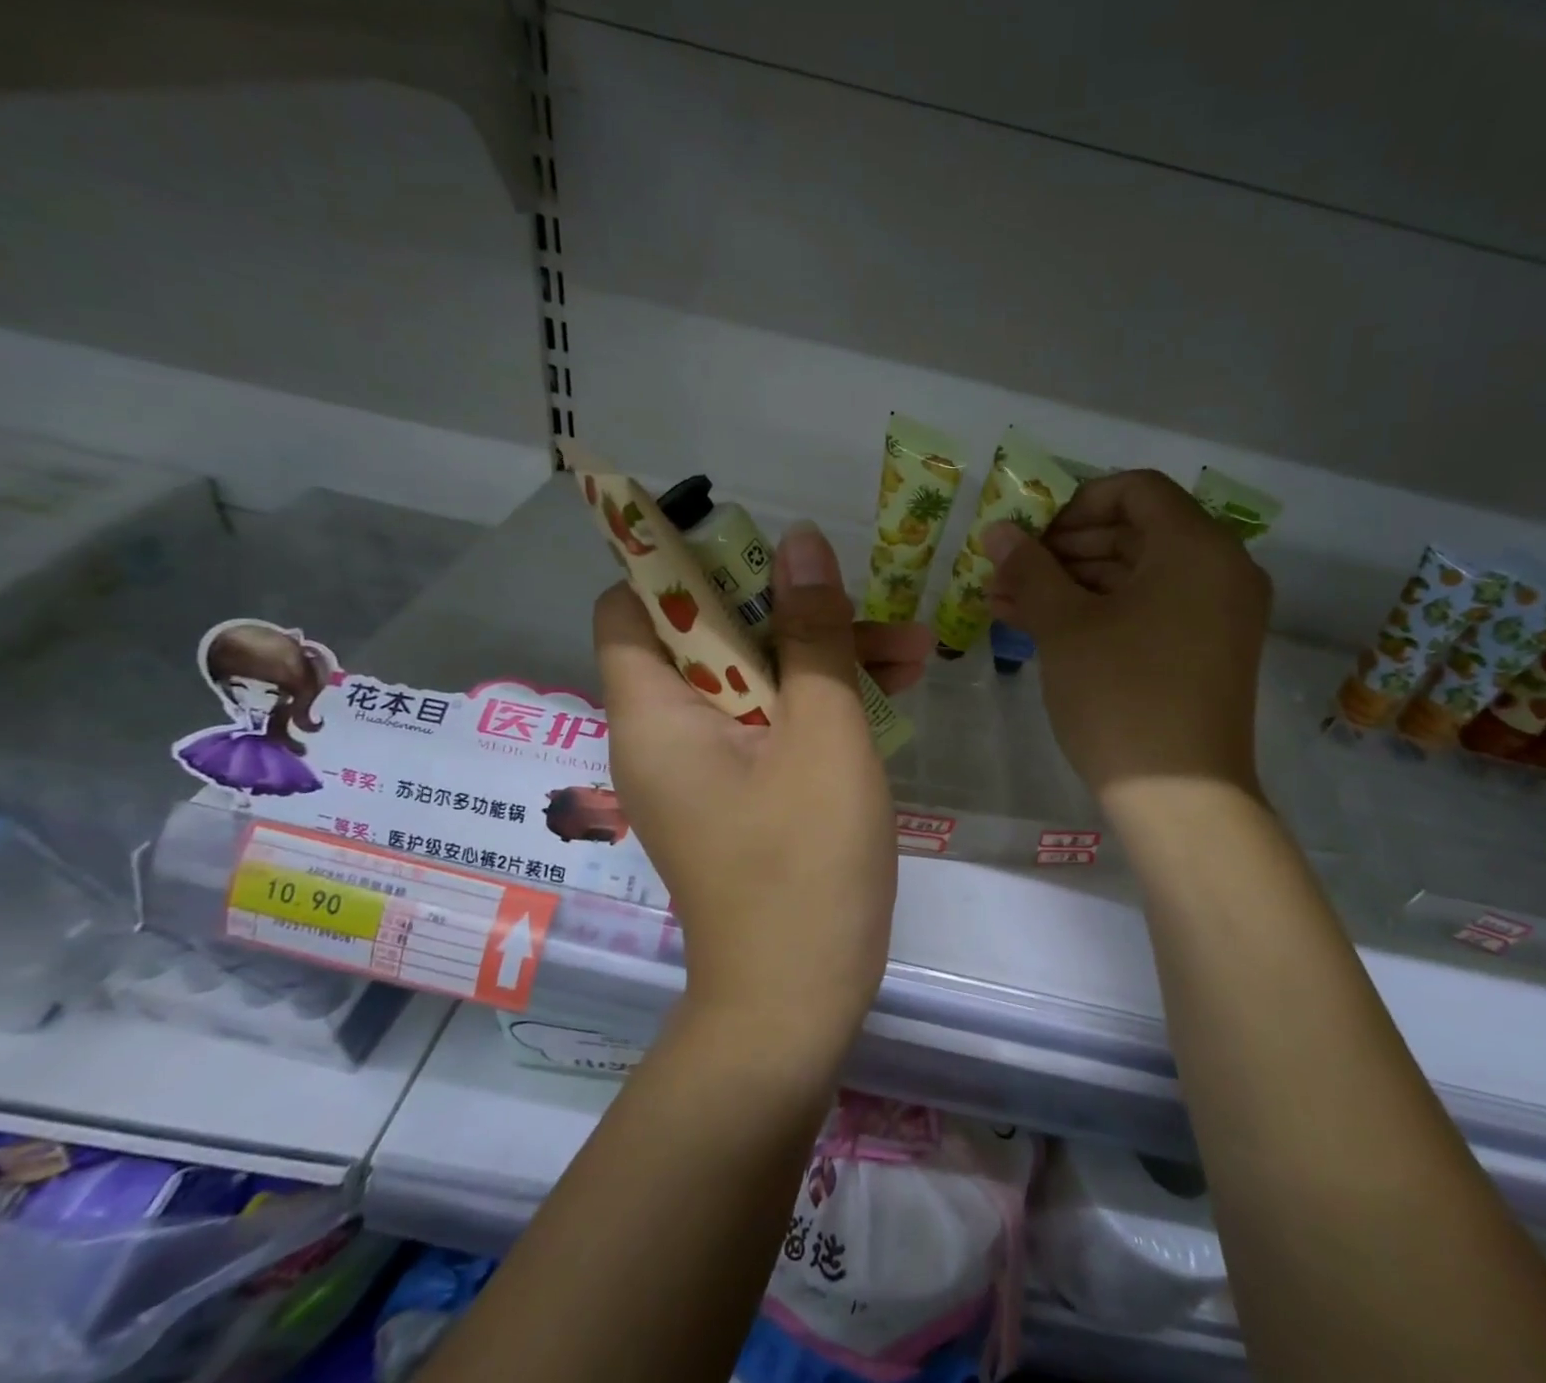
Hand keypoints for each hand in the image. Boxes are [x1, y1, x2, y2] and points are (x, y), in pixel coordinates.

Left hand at [593, 521, 931, 1057]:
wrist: (797, 1003)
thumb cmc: (806, 864)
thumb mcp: (824, 733)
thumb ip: (813, 633)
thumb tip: (802, 543)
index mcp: (655, 713)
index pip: (633, 606)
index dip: (682, 565)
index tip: (754, 548)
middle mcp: (665, 733)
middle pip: (712, 637)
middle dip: (790, 612)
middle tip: (865, 603)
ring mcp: (705, 767)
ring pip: (755, 680)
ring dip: (822, 658)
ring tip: (912, 652)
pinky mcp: (741, 793)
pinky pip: (771, 724)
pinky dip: (820, 704)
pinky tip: (891, 693)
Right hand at [983, 470, 1270, 808]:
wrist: (1180, 799)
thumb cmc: (1121, 696)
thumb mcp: (1066, 626)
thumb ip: (1031, 569)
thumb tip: (998, 531)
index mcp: (1198, 547)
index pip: (1136, 490)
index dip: (1076, 504)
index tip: (1032, 534)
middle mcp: (1222, 570)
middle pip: (1136, 533)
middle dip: (1065, 549)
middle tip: (1011, 572)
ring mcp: (1219, 615)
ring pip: (1138, 576)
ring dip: (1073, 584)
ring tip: (1010, 603)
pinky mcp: (1207, 652)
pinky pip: (1151, 611)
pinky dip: (1101, 613)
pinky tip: (1044, 628)